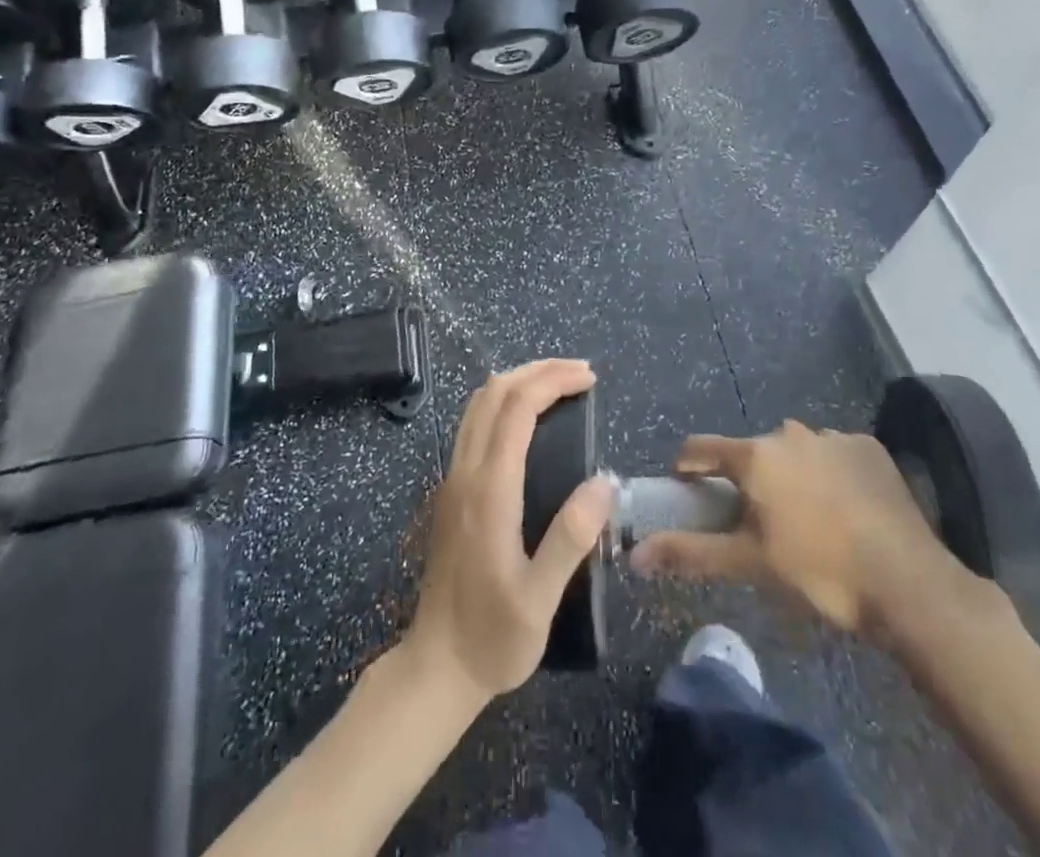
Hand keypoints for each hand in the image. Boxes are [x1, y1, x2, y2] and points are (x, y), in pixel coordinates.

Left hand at [402, 359, 614, 704]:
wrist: (435, 668)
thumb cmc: (492, 638)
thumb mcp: (540, 599)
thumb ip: (571, 538)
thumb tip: (604, 481)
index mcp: (489, 490)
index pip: (517, 408)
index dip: (552, 381)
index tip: (589, 378)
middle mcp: (466, 472)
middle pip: (494, 393)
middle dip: (537, 370)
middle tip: (579, 373)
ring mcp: (453, 479)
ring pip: (478, 404)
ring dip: (517, 381)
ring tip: (557, 384)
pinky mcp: (450, 490)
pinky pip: (473, 424)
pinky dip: (502, 402)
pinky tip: (526, 417)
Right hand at [629, 421, 975, 646]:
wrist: (908, 583)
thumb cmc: (819, 571)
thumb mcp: (749, 565)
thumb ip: (690, 552)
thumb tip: (635, 554)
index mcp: (756, 456)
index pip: (702, 448)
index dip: (689, 469)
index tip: (689, 492)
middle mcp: (789, 433)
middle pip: (752, 452)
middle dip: (748, 480)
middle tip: (758, 523)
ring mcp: (832, 436)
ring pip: (795, 451)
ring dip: (790, 475)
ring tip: (808, 521)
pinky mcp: (867, 447)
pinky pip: (833, 454)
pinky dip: (829, 474)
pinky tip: (846, 511)